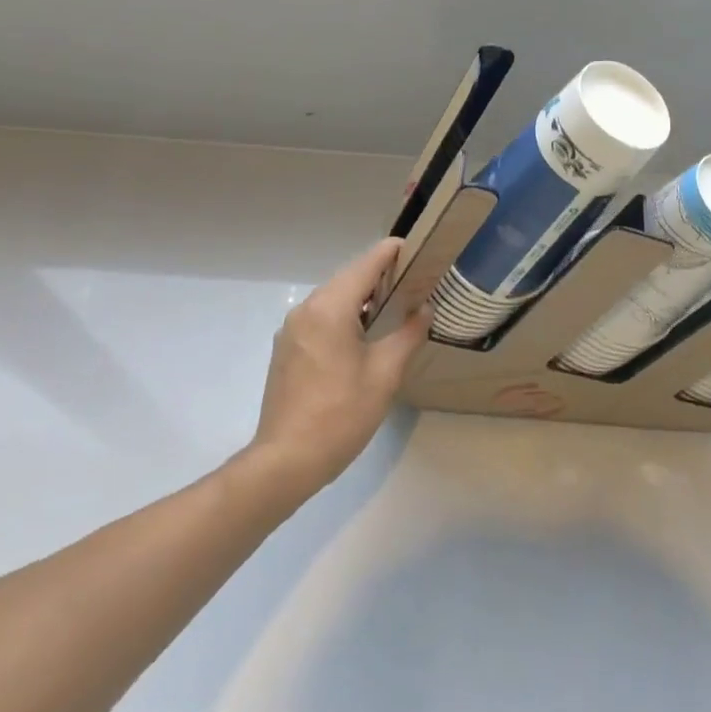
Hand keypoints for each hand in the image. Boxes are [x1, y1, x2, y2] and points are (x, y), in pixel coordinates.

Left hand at [251, 238, 429, 494]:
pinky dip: (346, 315)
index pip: (366, 263)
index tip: (419, 250)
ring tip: (396, 305)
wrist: (286, 461)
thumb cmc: (341, 414)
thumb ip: (408, 334)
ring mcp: (292, 330)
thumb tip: (424, 310)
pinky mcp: (287, 349)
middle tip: (416, 280)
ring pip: (334, 298)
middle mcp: (306, 309)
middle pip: (349, 277)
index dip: (393, 252)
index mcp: (330, 308)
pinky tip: (365, 334)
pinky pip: (321, 318)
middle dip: (381, 274)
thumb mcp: (385, 373)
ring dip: (363, 296)